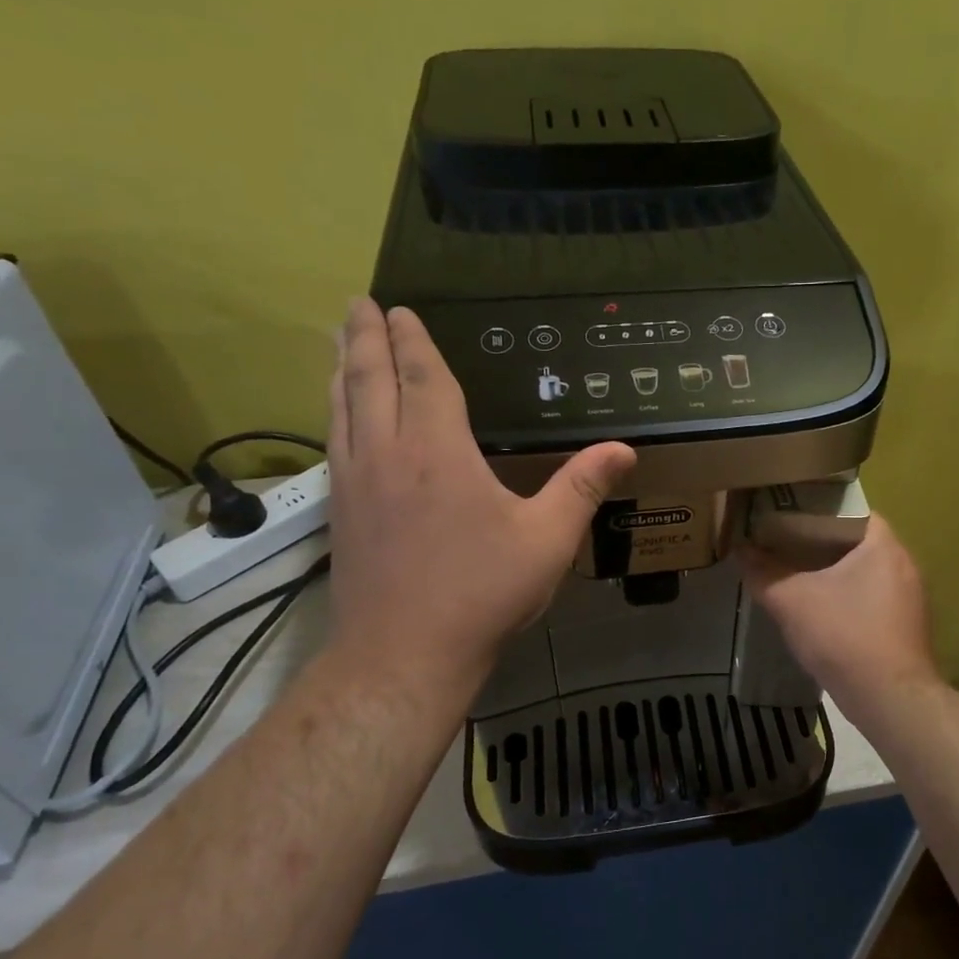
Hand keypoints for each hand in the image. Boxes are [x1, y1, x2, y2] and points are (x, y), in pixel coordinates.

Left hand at [324, 298, 633, 691]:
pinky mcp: (341, 512)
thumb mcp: (547, 540)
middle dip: (365, 338)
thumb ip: (582, 488)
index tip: (399, 310)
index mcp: (438, 451)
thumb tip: (624, 449)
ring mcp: (356, 483)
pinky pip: (334, 441)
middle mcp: (388, 453)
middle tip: (357, 304)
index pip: (424, 378)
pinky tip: (338, 417)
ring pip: (342, 407)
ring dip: (342, 368)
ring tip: (338, 342)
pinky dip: (334, 411)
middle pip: (369, 379)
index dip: (413, 341)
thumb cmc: (482, 593)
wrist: (403, 654)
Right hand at [739, 514, 941, 714]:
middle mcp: (903, 563)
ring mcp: (909, 597)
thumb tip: (739, 550)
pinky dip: (846, 597)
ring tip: (794, 572)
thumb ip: (763, 573)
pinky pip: (870, 597)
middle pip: (855, 541)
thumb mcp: (792, 601)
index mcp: (883, 545)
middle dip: (818, 542)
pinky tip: (818, 610)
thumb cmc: (844, 636)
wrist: (890, 700)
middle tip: (782, 541)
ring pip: (863, 572)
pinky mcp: (905, 625)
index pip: (850, 509)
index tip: (786, 514)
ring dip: (832, 572)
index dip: (816, 508)